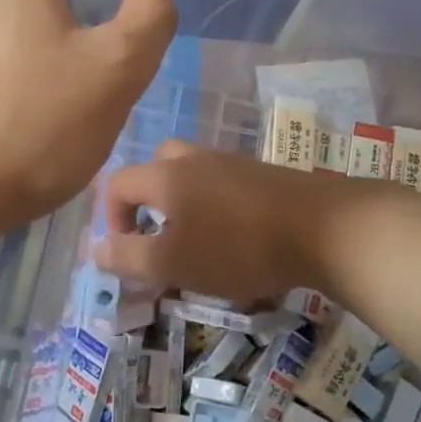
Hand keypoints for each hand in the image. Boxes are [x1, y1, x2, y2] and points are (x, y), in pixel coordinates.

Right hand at [96, 141, 337, 303]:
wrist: (324, 228)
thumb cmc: (238, 247)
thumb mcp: (174, 262)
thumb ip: (129, 257)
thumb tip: (96, 250)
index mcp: (165, 175)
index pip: (117, 183)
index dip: (109, 217)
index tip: (127, 252)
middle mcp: (194, 159)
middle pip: (155, 166)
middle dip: (146, 201)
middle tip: (159, 236)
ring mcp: (231, 162)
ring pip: (191, 173)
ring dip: (182, 202)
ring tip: (196, 240)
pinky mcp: (262, 173)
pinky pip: (222, 182)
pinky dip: (214, 204)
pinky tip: (234, 236)